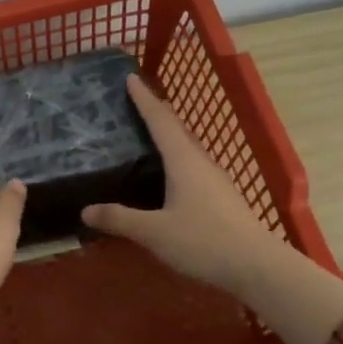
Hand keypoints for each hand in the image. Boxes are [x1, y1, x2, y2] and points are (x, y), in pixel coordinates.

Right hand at [81, 74, 283, 296]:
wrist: (257, 266)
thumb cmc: (203, 242)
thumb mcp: (154, 232)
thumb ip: (119, 219)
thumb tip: (85, 210)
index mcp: (183, 161)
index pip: (160, 120)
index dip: (144, 99)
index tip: (130, 78)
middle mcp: (201, 163)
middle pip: (176, 129)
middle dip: (156, 113)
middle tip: (134, 103)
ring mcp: (216, 180)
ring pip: (187, 148)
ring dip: (169, 136)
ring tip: (147, 135)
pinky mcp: (222, 197)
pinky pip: (194, 166)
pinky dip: (176, 159)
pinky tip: (170, 175)